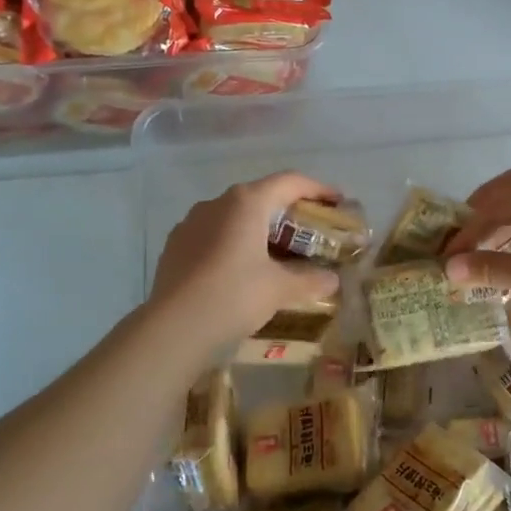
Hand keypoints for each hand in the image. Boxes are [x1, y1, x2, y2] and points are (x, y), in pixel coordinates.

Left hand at [151, 172, 343, 343]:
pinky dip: (234, 244)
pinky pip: (213, 235)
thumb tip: (332, 280)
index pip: (290, 182)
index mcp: (247, 203)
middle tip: (310, 233)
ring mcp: (191, 223)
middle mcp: (217, 203)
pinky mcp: (175, 245)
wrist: (173, 328)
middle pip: (262, 197)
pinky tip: (240, 270)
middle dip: (289, 212)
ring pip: (234, 216)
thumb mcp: (280, 289)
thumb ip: (310, 280)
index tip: (338, 201)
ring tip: (276, 254)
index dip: (318, 189)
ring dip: (259, 229)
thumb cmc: (234, 296)